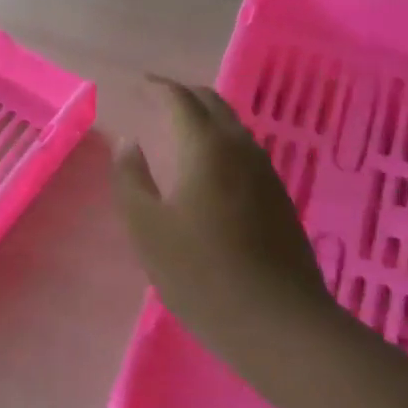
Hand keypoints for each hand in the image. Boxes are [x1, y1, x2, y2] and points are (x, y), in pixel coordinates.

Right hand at [113, 77, 330, 338]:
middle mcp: (240, 149)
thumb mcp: (147, 229)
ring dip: (204, 117)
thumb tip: (127, 143)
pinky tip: (208, 165)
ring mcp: (266, 173)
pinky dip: (219, 140)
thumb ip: (130, 179)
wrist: (279, 323)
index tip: (137, 84)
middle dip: (182, 94)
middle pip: (212, 103)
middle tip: (155, 98)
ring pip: (232, 126)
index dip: (157, 87)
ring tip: (178, 127)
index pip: (180, 99)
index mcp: (206, 148)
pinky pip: (244, 150)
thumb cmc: (201, 273)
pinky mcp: (279, 198)